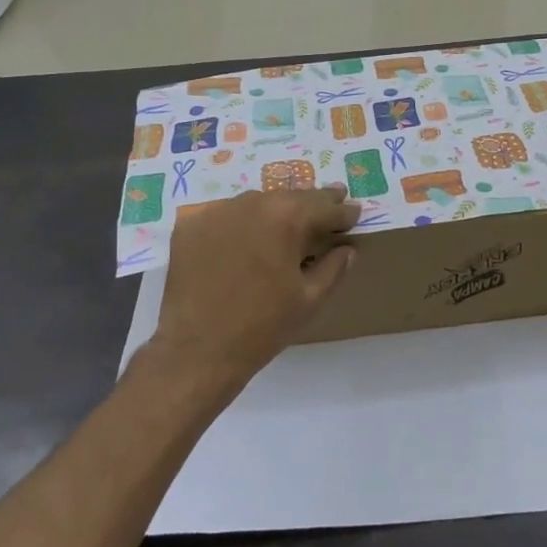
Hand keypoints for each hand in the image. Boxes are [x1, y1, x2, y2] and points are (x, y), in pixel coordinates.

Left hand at [150, 187, 359, 398]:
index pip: (324, 207)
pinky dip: (242, 223)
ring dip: (276, 210)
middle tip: (332, 201)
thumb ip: (334, 267)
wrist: (198, 350)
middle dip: (313, 203)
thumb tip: (348, 249)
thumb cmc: (262, 327)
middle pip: (291, 197)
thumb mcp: (309, 299)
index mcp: (286, 218)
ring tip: (289, 222)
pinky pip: (226, 216)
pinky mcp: (191, 226)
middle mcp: (251, 204)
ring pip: (257, 202)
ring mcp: (217, 212)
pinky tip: (247, 239)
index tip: (355, 213)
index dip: (343, 212)